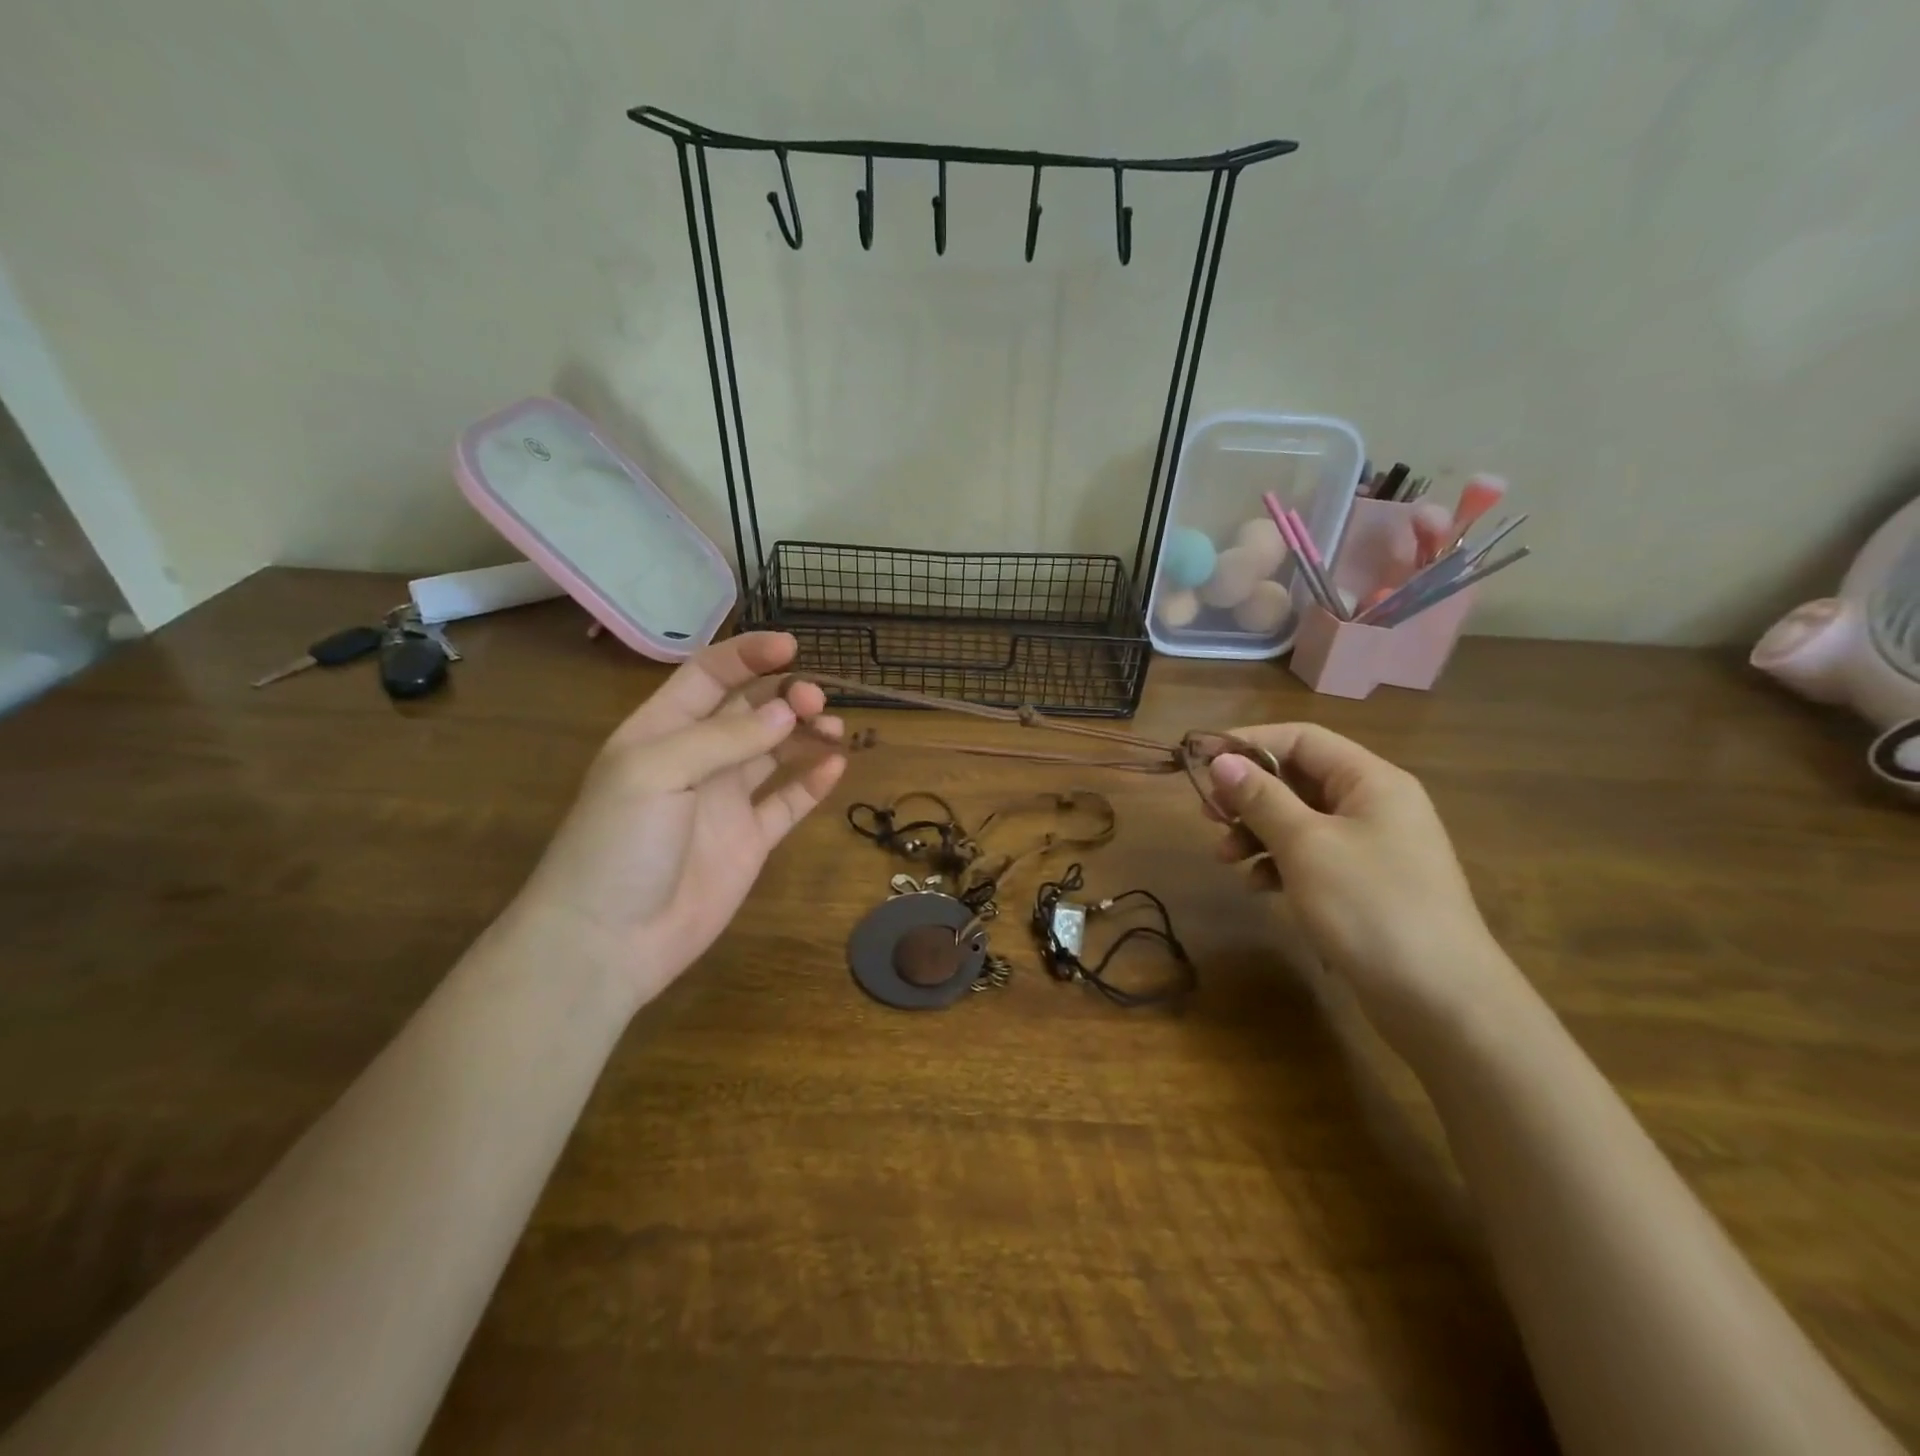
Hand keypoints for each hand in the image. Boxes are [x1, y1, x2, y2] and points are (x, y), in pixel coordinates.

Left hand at [512, 633, 844, 1002]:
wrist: (609, 941)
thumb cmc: (617, 843)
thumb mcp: (657, 772)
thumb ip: (724, 738)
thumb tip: (786, 711)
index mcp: (661, 731)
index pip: (709, 677)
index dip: (748, 656)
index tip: (792, 647)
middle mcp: (697, 759)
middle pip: (750, 711)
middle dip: (786, 696)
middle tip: (816, 701)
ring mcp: (726, 801)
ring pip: (776, 752)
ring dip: (806, 734)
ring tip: (834, 730)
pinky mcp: (750, 840)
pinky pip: (787, 802)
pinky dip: (813, 782)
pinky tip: (835, 766)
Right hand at [1207, 724, 1514, 1047]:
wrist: (1442, 1002)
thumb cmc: (1371, 907)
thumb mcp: (1306, 846)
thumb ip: (1261, 799)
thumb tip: (1222, 762)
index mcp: (1371, 781)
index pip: (1301, 739)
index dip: (1249, 743)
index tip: (1203, 763)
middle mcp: (1375, 805)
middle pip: (1299, 779)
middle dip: (1249, 795)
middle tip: (1207, 815)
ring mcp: (1372, 847)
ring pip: (1300, 821)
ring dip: (1257, 832)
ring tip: (1224, 857)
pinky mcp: (1365, 885)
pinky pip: (1312, 857)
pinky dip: (1280, 864)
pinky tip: (1258, 887)